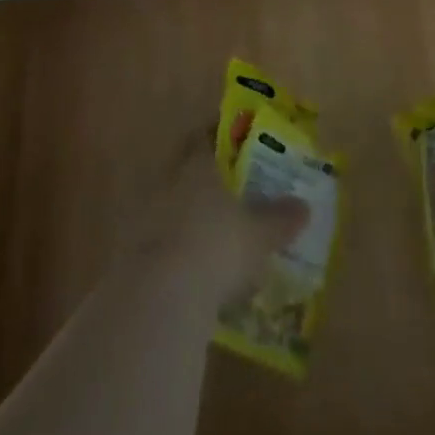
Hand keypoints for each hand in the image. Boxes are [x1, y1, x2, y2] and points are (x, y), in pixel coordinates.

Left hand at [142, 133, 308, 299]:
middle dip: (205, 177)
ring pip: (171, 204)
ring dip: (188, 214)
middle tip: (229, 189)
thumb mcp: (259, 234)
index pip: (205, 136)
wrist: (159, 297)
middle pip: (186, 169)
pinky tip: (193, 268)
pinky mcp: (131, 254)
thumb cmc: (216, 247)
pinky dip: (176, 248)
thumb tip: (303, 207)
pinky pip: (160, 241)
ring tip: (213, 232)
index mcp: (197, 164)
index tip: (236, 142)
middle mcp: (168, 181)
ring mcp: (144, 217)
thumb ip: (280, 218)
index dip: (220, 137)